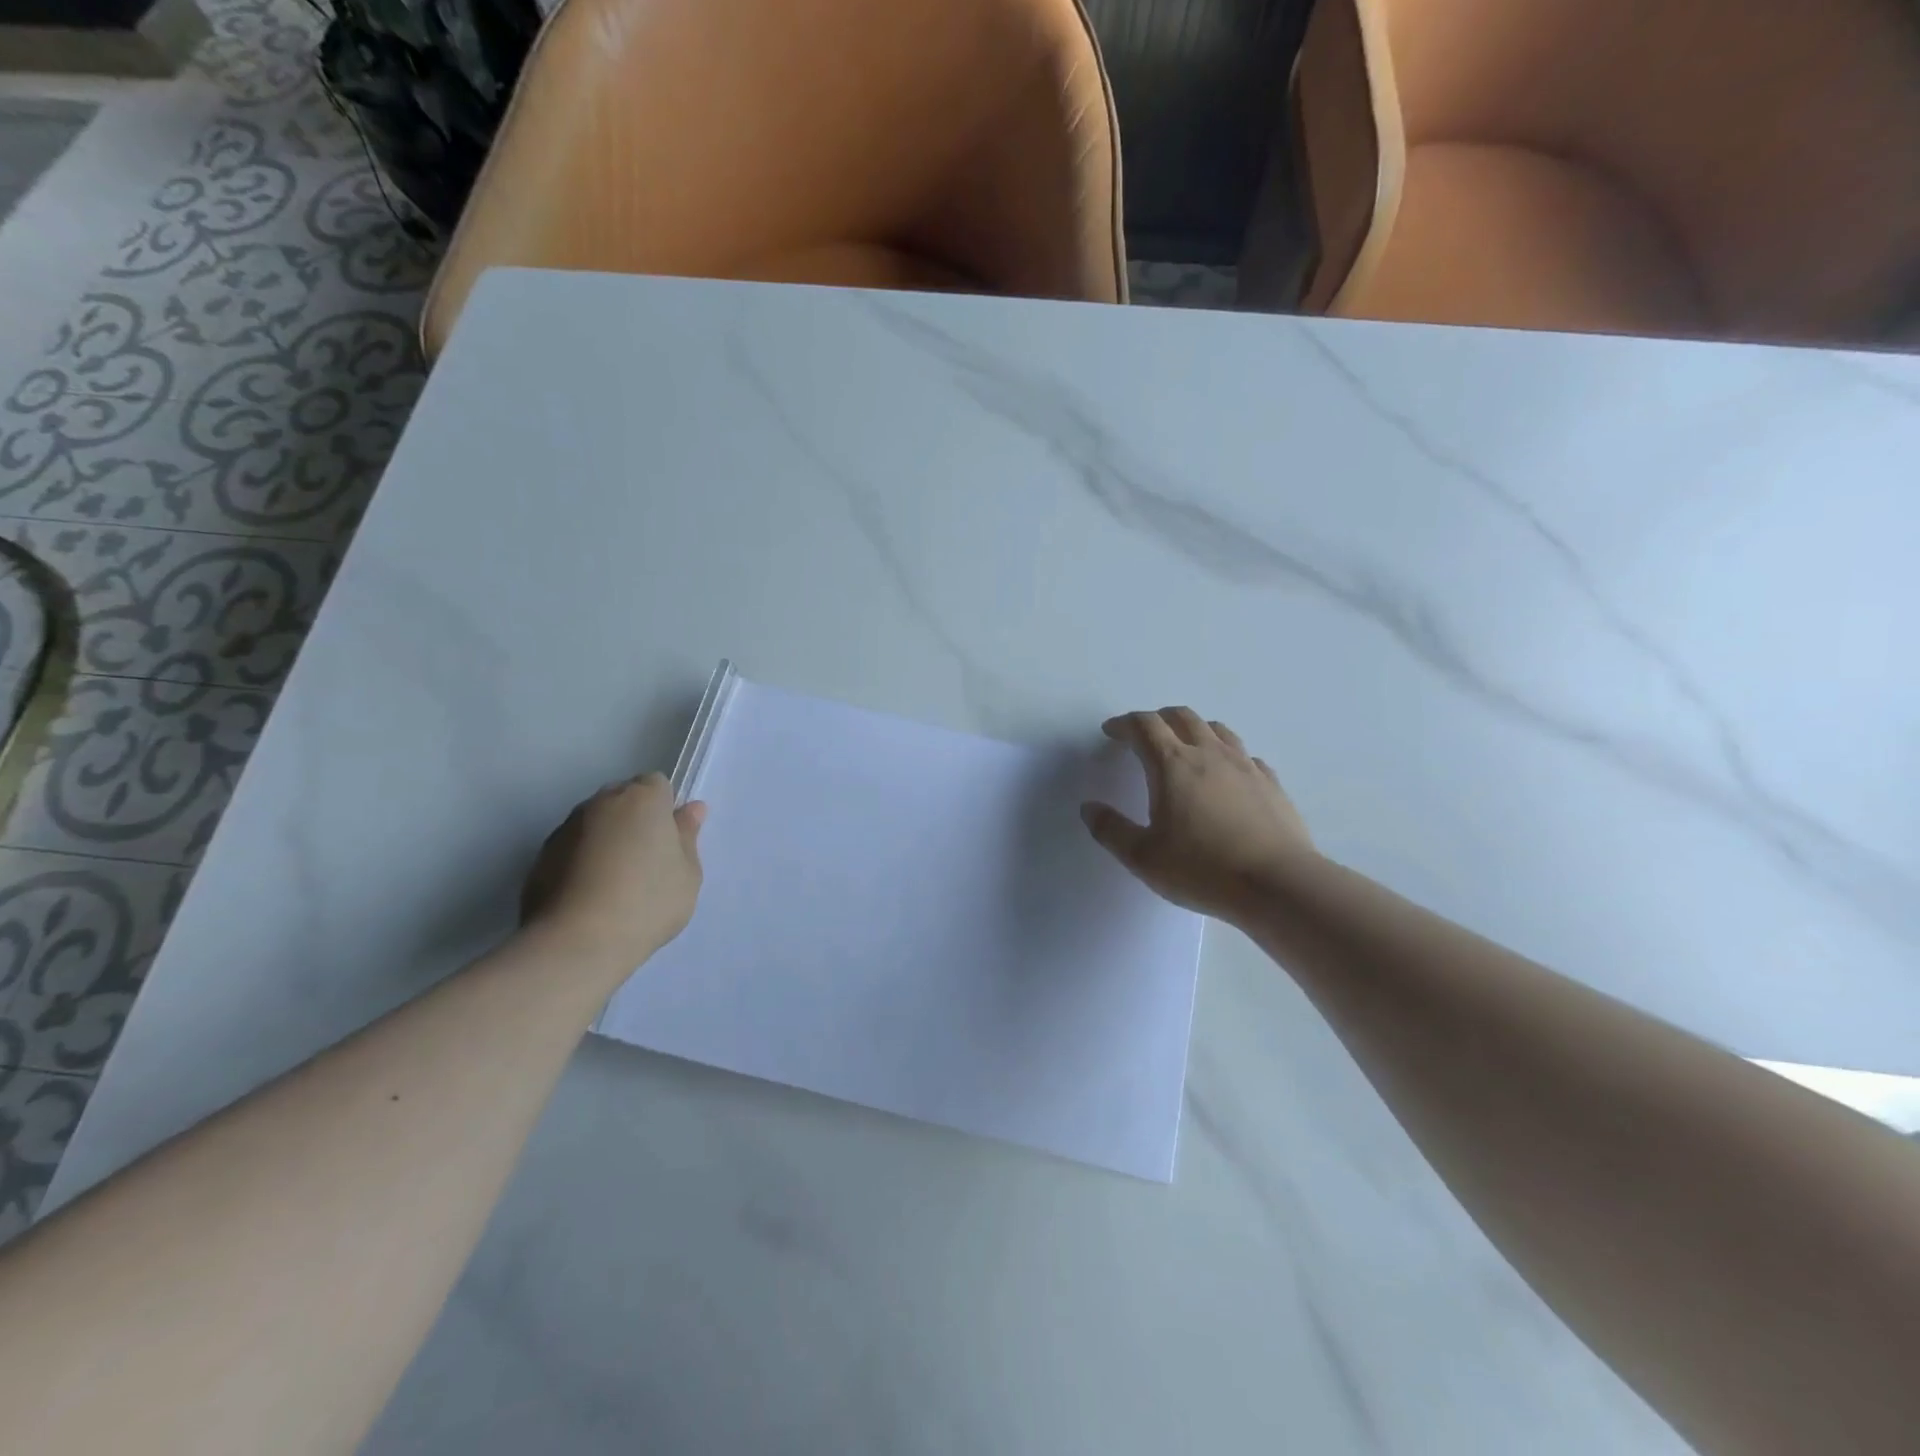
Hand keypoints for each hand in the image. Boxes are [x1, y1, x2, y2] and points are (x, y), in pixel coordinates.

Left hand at [520, 774, 706, 970]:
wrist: (577, 942)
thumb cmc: (647, 901)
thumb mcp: (688, 873)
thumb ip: (688, 836)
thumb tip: (691, 809)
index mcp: (642, 799)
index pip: (657, 784)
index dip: (665, 809)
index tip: (669, 841)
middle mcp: (601, 803)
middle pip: (623, 799)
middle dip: (634, 820)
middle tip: (647, 862)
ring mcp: (565, 829)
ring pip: (594, 824)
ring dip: (606, 840)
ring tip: (615, 885)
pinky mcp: (539, 858)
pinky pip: (571, 849)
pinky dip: (581, 862)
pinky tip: (589, 897)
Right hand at [1081, 708, 1314, 922]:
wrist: (1277, 884)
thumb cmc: (1202, 869)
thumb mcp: (1142, 857)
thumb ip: (1110, 830)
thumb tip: (1089, 808)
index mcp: (1172, 764)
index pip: (1144, 726)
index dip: (1124, 724)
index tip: (1111, 732)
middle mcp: (1209, 753)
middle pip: (1181, 717)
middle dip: (1157, 719)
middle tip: (1143, 734)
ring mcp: (1245, 765)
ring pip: (1216, 729)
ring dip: (1194, 729)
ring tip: (1184, 745)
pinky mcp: (1271, 783)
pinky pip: (1245, 755)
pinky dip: (1227, 754)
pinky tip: (1226, 775)